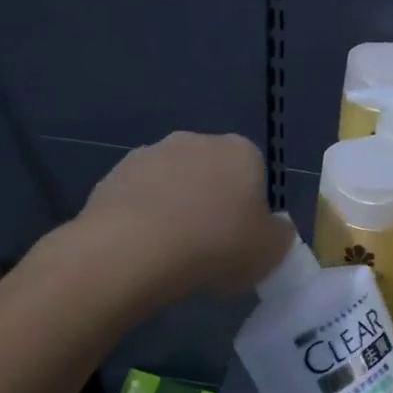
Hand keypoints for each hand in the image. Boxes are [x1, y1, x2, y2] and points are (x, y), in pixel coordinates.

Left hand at [80, 132, 289, 295]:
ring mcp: (150, 154)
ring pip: (171, 182)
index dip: (250, 207)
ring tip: (171, 252)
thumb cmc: (217, 246)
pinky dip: (142, 217)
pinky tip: (142, 249)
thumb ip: (280, 233)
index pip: (254, 172)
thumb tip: (276, 225)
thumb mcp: (271, 251)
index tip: (242, 238)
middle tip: (209, 245)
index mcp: (240, 151)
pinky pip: (138, 198)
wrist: (135, 251)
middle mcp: (195, 140)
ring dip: (174, 207)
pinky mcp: (112, 175)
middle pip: (211, 172)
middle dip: (210, 200)